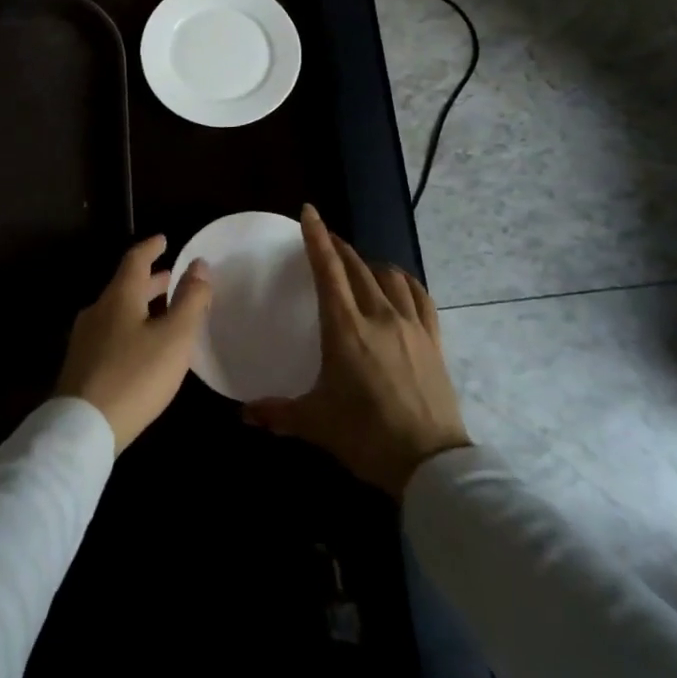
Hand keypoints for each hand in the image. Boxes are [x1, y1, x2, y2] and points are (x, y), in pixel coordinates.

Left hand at [56, 236, 212, 451]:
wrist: (82, 428)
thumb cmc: (134, 376)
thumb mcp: (174, 338)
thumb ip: (190, 300)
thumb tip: (199, 264)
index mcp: (119, 297)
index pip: (135, 260)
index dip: (151, 247)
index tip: (164, 239)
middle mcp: (98, 310)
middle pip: (125, 286)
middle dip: (150, 280)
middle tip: (171, 278)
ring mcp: (85, 339)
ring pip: (117, 311)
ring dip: (141, 305)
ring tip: (162, 313)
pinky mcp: (81, 365)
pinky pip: (111, 333)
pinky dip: (131, 327)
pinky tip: (142, 348)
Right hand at [243, 205, 469, 494]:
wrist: (431, 465)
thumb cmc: (366, 437)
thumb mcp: (316, 423)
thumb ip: (278, 413)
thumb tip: (244, 415)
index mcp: (345, 329)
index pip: (328, 270)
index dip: (317, 238)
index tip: (309, 212)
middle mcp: (378, 316)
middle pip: (357, 267)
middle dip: (339, 247)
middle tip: (325, 240)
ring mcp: (410, 326)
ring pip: (390, 276)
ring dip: (370, 264)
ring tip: (360, 265)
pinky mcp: (433, 339)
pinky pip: (420, 296)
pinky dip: (405, 282)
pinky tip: (398, 284)